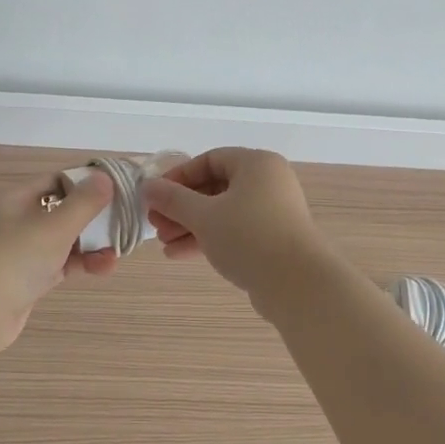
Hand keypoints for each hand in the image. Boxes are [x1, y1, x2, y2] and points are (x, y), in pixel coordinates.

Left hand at [0, 170, 117, 350]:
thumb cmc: (14, 259)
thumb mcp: (55, 226)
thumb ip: (84, 202)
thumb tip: (104, 177)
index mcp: (11, 201)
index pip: (52, 182)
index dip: (83, 185)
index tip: (114, 192)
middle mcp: (10, 224)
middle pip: (58, 213)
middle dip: (91, 220)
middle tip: (120, 226)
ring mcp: (15, 255)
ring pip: (59, 243)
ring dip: (89, 246)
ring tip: (116, 255)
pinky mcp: (22, 283)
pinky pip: (56, 266)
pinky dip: (78, 265)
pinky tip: (102, 269)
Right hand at [143, 148, 331, 305]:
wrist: (297, 284)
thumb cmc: (248, 237)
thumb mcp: (204, 216)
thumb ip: (173, 199)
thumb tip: (147, 186)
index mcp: (256, 164)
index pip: (209, 159)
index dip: (178, 176)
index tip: (155, 196)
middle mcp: (267, 183)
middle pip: (214, 187)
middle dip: (181, 207)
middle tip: (155, 223)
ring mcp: (272, 212)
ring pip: (223, 212)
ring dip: (191, 226)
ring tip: (164, 243)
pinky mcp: (272, 239)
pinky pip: (234, 232)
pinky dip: (209, 239)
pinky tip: (179, 254)